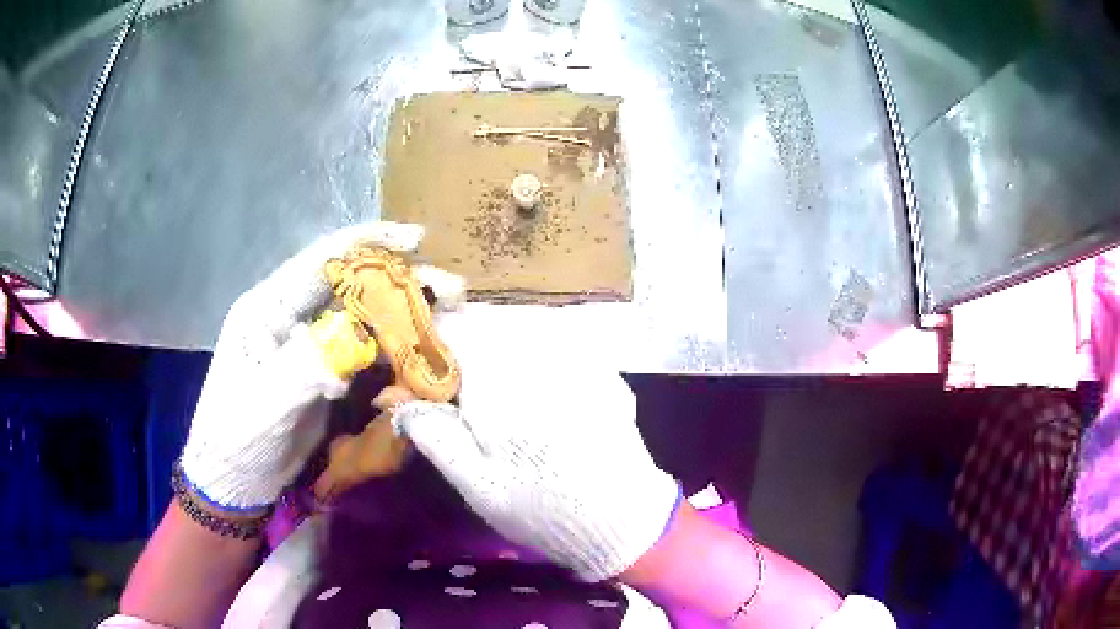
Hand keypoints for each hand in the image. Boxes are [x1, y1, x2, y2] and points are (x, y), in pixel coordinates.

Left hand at [179, 221, 425, 509]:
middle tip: (451, 290)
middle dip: (400, 281)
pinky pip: (367, 352)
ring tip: (450, 316)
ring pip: (365, 317)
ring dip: (406, 315)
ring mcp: (311, 346)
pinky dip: (397, 350)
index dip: (367, 243)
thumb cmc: (236, 438)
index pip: (320, 261)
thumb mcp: (262, 405)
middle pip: (352, 285)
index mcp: (267, 308)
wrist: (236, 482)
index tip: (417, 240)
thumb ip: (301, 369)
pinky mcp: (326, 373)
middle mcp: (292, 317)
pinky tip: (424, 354)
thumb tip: (353, 342)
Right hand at [395, 321, 680, 581]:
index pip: (454, 329)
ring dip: (501, 347)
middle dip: (467, 347)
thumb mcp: (476, 484)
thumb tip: (393, 397)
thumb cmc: (542, 509)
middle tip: (462, 392)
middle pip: (490, 323)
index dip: (433, 347)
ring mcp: (580, 358)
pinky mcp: (602, 369)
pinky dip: (537, 356)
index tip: (427, 377)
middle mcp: (542, 355)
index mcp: (502, 381)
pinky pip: (558, 344)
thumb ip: (433, 433)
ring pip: (524, 328)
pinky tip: (541, 394)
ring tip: (499, 392)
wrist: (624, 521)